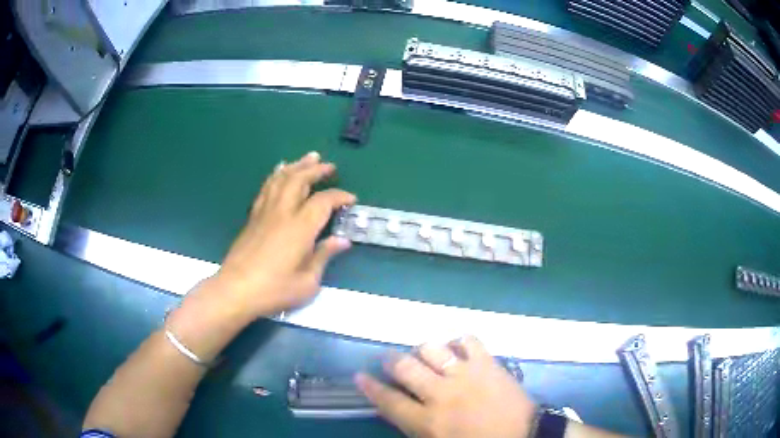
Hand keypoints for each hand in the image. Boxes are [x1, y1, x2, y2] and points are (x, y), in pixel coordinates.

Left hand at [216, 151, 355, 316]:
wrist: (236, 290)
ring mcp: (265, 212)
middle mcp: (282, 212)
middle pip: (299, 180)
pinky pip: (267, 187)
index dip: (339, 196)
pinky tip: (280, 171)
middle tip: (330, 166)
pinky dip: (276, 175)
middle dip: (316, 170)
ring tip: (308, 158)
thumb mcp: (307, 282)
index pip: (323, 201)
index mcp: (300, 228)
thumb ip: (324, 256)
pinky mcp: (253, 217)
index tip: (351, 199)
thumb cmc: (274, 290)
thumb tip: (342, 241)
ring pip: (281, 179)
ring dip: (297, 166)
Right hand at [356, 336, 536, 437]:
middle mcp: (441, 394)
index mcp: (427, 421)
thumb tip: (397, 410)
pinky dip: (459, 341)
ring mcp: (465, 374)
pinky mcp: (487, 363)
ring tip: (422, 354)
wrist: (522, 435)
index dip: (370, 387)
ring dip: (422, 350)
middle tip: (389, 359)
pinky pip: (468, 340)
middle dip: (391, 361)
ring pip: (431, 349)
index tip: (359, 375)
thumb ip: (414, 427)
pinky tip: (456, 347)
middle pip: (405, 368)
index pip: (388, 401)